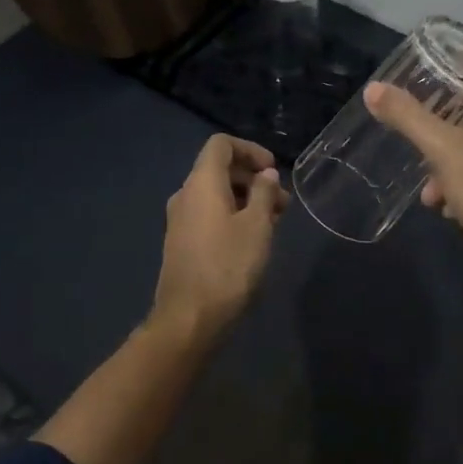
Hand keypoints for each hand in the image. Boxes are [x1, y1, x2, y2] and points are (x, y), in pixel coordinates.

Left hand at [151, 135, 288, 336]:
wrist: (189, 319)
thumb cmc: (228, 266)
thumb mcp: (257, 226)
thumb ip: (263, 193)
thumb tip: (265, 173)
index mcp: (201, 183)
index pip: (221, 144)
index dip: (250, 150)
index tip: (273, 170)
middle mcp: (185, 195)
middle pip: (219, 170)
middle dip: (254, 179)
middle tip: (283, 203)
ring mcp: (180, 220)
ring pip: (216, 195)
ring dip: (246, 200)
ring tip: (274, 224)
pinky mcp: (181, 243)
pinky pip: (209, 215)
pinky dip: (232, 216)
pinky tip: (253, 240)